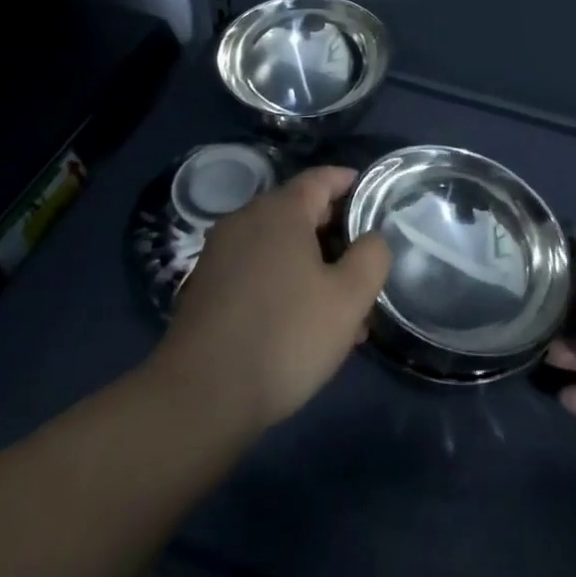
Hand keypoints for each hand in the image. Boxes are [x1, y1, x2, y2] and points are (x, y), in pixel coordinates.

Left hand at [147, 166, 390, 432]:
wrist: (198, 398)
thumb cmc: (284, 336)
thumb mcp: (348, 299)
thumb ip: (371, 257)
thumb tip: (372, 237)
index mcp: (280, 210)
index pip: (323, 178)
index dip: (352, 183)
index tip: (377, 200)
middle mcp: (246, 219)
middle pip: (301, 211)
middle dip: (337, 235)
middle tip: (366, 266)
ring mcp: (221, 253)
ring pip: (280, 246)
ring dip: (313, 266)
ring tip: (342, 310)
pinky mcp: (206, 286)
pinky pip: (257, 269)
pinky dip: (284, 283)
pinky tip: (302, 325)